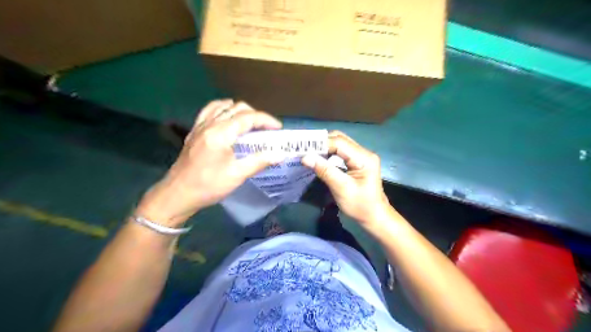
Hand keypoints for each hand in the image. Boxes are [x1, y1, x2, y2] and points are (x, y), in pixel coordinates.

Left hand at [139, 100, 285, 226]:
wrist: (178, 194)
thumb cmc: (208, 185)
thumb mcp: (237, 175)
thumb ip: (259, 161)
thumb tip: (280, 155)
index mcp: (221, 133)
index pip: (248, 117)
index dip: (266, 120)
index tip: (278, 128)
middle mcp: (210, 124)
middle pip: (237, 108)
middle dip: (256, 115)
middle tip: (267, 129)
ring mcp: (200, 126)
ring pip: (224, 107)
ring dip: (241, 111)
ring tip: (251, 123)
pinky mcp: (194, 132)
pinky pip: (210, 111)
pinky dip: (223, 109)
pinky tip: (228, 117)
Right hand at [302, 131, 393, 229]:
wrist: (374, 217)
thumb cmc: (360, 205)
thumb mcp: (341, 188)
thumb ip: (324, 171)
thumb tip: (305, 157)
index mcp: (364, 158)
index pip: (339, 143)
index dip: (321, 144)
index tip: (303, 149)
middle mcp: (364, 152)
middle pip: (340, 139)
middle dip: (322, 143)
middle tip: (305, 149)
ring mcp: (362, 156)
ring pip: (340, 144)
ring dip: (325, 147)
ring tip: (309, 153)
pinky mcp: (357, 162)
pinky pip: (341, 152)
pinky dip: (329, 153)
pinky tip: (319, 158)